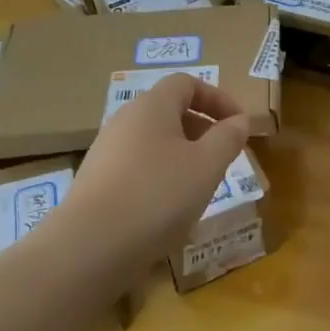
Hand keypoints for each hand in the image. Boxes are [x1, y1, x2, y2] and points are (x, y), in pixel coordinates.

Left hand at [68, 73, 250, 264]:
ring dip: (184, 156)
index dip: (218, 98)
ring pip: (154, 142)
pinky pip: (138, 168)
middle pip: (169, 111)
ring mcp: (106, 153)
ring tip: (201, 186)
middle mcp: (124, 121)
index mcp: (151, 106)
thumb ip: (228, 138)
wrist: (90, 247)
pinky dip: (162, 177)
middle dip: (203, 129)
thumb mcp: (207, 165)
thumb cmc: (158, 195)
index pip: (186, 83)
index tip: (239, 125)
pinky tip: (170, 209)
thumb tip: (239, 121)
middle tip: (224, 157)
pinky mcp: (97, 183)